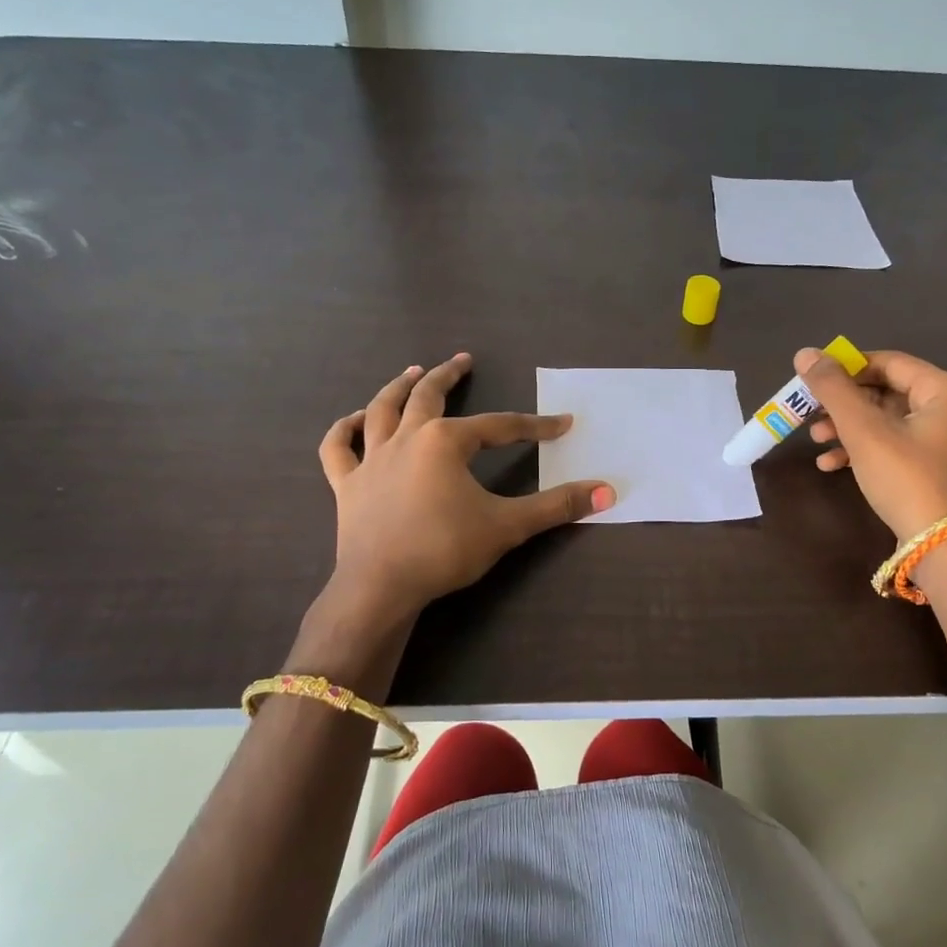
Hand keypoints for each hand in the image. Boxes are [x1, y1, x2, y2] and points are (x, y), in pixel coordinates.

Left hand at [318, 353, 614, 618]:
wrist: (380, 587)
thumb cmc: (444, 550)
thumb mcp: (507, 526)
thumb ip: (557, 506)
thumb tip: (607, 492)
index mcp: (445, 442)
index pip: (499, 427)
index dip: (534, 426)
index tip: (561, 425)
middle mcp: (406, 438)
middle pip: (428, 397)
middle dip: (449, 375)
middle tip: (463, 360)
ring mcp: (371, 459)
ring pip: (382, 410)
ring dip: (397, 388)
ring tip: (412, 372)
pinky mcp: (346, 484)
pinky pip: (338, 448)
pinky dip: (344, 430)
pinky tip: (354, 420)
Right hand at [795, 346, 946, 540]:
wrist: (940, 545)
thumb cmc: (906, 477)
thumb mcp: (864, 429)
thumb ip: (833, 389)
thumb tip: (804, 354)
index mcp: (943, 390)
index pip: (887, 363)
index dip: (846, 368)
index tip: (811, 380)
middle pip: (883, 392)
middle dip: (842, 403)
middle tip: (808, 412)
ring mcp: (938, 441)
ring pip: (882, 421)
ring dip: (845, 427)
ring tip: (815, 439)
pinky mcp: (926, 468)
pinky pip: (888, 445)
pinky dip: (859, 449)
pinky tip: (830, 464)